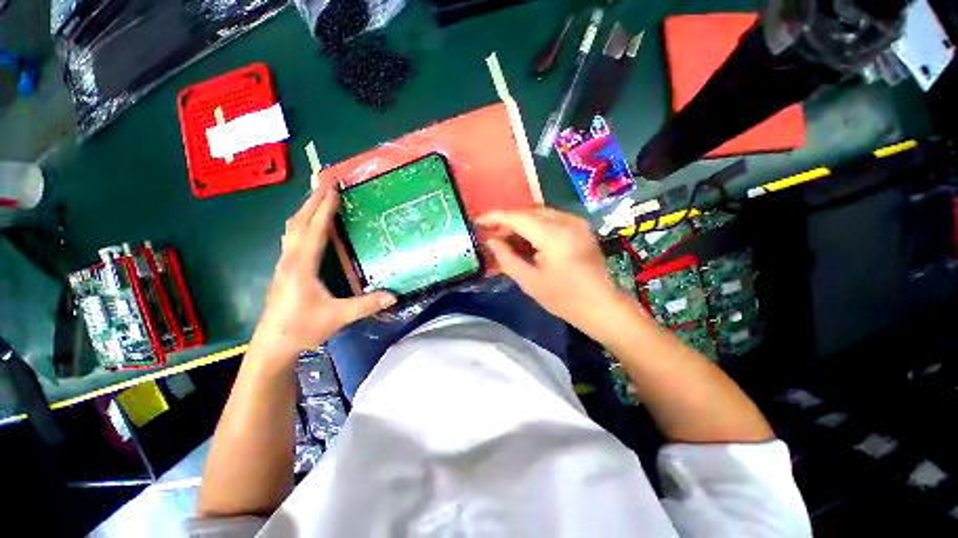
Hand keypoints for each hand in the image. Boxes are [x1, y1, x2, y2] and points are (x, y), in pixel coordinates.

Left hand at [252, 182, 395, 359]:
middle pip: (299, 222)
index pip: (315, 230)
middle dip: (312, 201)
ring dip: (304, 210)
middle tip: (325, 182)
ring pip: (291, 229)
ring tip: (317, 197)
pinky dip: (301, 224)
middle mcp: (290, 259)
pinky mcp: (283, 270)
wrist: (272, 345)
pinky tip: (308, 225)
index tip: (334, 189)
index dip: (325, 209)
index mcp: (302, 265)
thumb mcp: (338, 316)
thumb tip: (394, 296)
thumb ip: (366, 305)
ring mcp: (284, 264)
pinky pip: (291, 238)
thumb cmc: (302, 328)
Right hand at [478, 207, 633, 336]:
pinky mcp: (580, 228)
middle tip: (491, 235)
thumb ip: (506, 258)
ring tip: (506, 239)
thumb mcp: (529, 281)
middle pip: (528, 212)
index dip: (495, 217)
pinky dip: (535, 226)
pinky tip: (526, 240)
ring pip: (539, 214)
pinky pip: (551, 219)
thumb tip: (490, 241)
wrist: (601, 306)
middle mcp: (566, 221)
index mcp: (553, 235)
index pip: (517, 217)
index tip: (477, 221)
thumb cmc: (563, 298)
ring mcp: (576, 222)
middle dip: (507, 221)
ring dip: (521, 223)